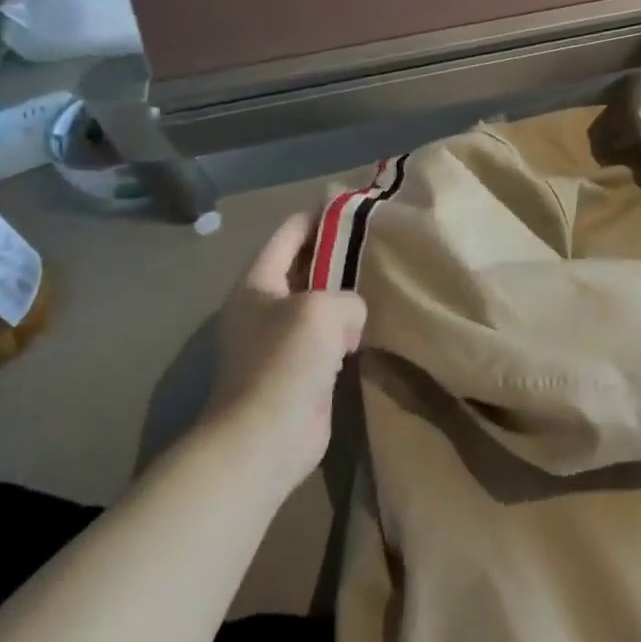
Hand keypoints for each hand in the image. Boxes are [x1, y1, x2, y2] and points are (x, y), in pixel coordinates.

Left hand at [204, 213, 366, 494]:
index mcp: (257, 283)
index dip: (319, 214)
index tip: (354, 202)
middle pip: (304, 265)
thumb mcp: (322, 309)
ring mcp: (280, 340)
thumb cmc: (285, 362)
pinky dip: (349, 329)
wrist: (265, 439)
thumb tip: (351, 321)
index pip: (288, 232)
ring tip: (384, 277)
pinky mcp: (300, 370)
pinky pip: (329, 337)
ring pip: (319, 302)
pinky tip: (375, 323)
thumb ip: (348, 297)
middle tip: (379, 240)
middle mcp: (265, 306)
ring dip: (345, 294)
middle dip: (337, 252)